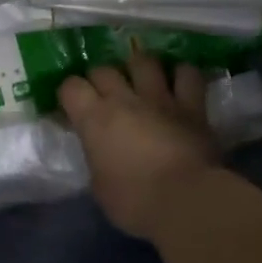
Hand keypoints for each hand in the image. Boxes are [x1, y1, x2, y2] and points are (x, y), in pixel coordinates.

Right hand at [59, 54, 220, 238]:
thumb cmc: (134, 201)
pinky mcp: (192, 106)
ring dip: (138, 67)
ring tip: (139, 78)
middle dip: (100, 79)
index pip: (70, 87)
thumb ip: (97, 158)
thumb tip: (101, 151)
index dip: (69, 94)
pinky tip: (178, 81)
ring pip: (144, 61)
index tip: (72, 108)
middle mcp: (124, 99)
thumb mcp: (99, 185)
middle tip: (103, 95)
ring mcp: (160, 98)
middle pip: (104, 70)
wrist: (186, 200)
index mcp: (94, 119)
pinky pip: (187, 75)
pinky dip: (181, 74)